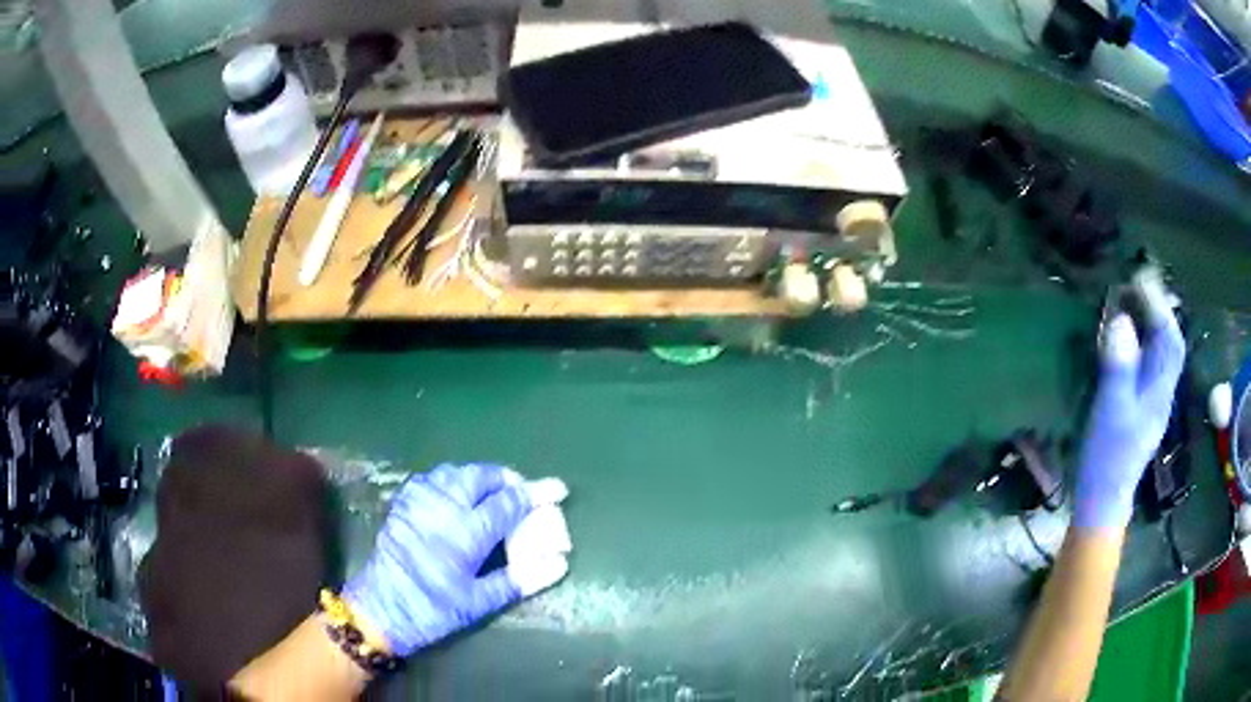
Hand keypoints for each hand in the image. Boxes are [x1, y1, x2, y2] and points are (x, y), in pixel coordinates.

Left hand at [343, 464, 569, 655]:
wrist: (381, 607)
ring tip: (494, 493)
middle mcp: (444, 506)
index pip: (509, 503)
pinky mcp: (404, 502)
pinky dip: (454, 479)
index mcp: (466, 532)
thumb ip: (520, 579)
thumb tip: (560, 563)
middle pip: (482, 477)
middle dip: (507, 479)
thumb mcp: (480, 602)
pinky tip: (458, 494)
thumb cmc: (434, 609)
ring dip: (481, 477)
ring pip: (457, 471)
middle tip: (523, 493)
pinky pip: (434, 477)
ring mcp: (420, 500)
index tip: (558, 488)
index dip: (536, 494)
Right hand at [1074, 306, 1184, 529]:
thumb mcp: (1112, 412)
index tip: (1139, 279)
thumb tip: (1121, 320)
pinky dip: (1140, 344)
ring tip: (1130, 302)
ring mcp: (1151, 400)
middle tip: (1134, 284)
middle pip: (1168, 343)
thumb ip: (1119, 367)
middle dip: (1156, 310)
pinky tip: (1126, 339)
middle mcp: (1162, 391)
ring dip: (1149, 324)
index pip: (1171, 339)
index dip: (1160, 307)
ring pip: (1158, 354)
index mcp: (1160, 390)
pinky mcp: (1139, 407)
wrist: (1103, 501)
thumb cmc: (1108, 458)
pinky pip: (1146, 365)